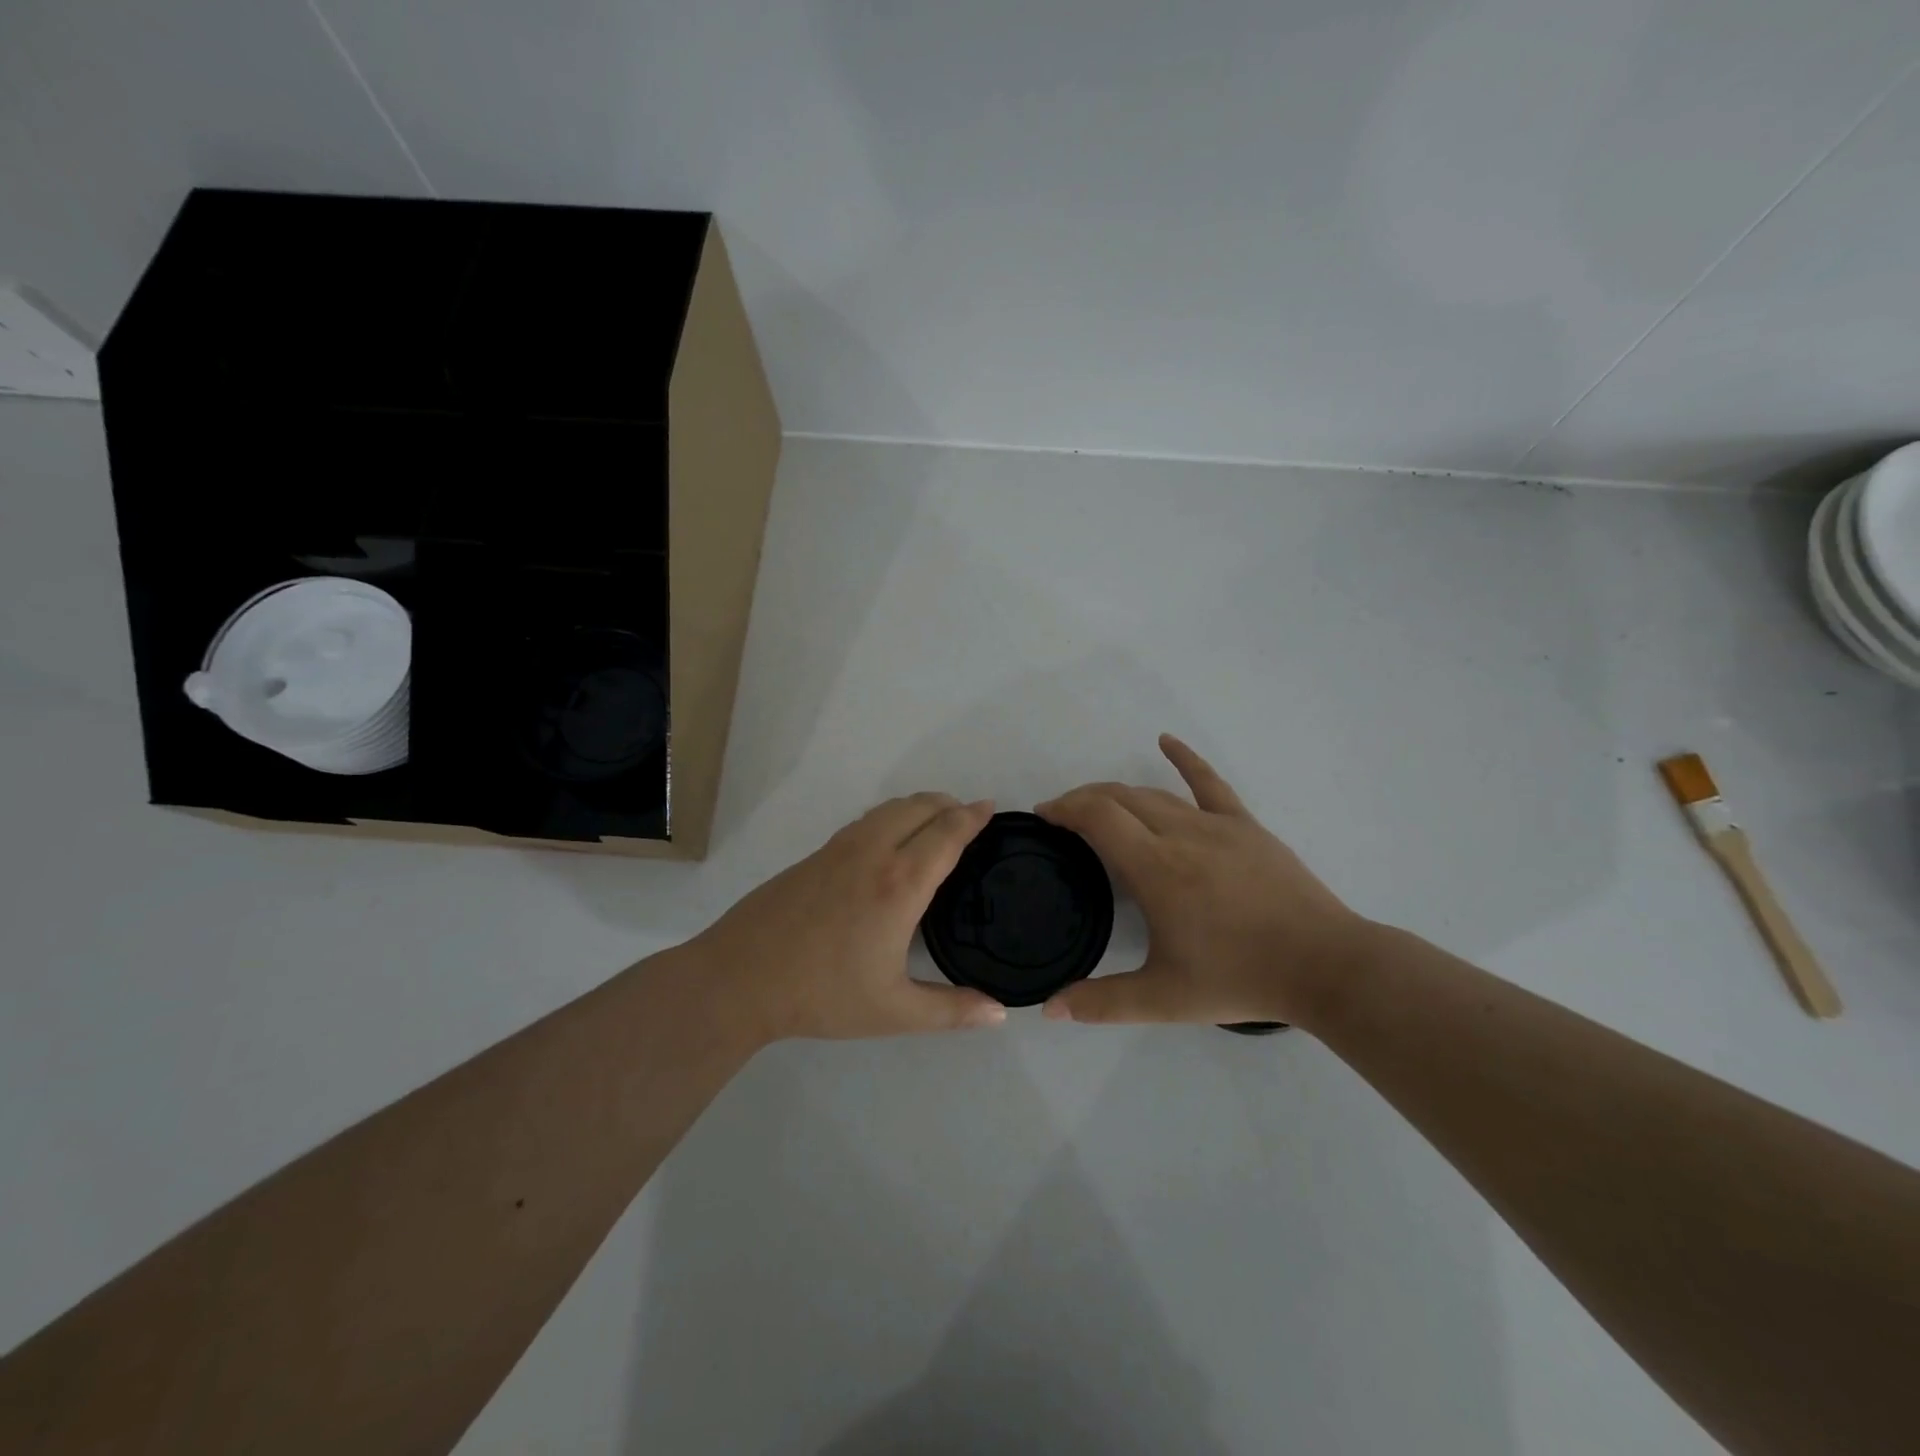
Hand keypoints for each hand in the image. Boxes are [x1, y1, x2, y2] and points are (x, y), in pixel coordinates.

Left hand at [691, 794, 1008, 1042]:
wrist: (740, 977)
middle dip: (949, 804)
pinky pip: (866, 820)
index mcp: (900, 884)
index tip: (991, 808)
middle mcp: (874, 852)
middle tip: (969, 816)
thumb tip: (1000, 1012)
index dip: (973, 816)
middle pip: (919, 807)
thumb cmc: (823, 994)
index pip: (947, 833)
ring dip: (919, 806)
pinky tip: (889, 841)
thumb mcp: (893, 1011)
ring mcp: (840, 848)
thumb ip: (951, 1010)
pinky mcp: (816, 854)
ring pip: (889, 808)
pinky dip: (891, 816)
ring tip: (935, 822)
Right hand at [1036, 736, 1372, 1027]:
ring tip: (1098, 805)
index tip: (1044, 817)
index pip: (1097, 817)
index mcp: (1156, 869)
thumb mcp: (1163, 1000)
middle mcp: (1181, 835)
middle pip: (1119, 797)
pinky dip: (1184, 758)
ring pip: (1154, 794)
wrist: (1324, 966)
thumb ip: (1101, 1003)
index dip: (1065, 808)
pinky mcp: (1245, 825)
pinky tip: (1166, 741)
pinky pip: (1209, 782)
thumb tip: (1049, 1009)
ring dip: (1118, 793)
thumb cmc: (1240, 979)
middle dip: (1083, 799)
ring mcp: (1216, 824)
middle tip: (1063, 817)